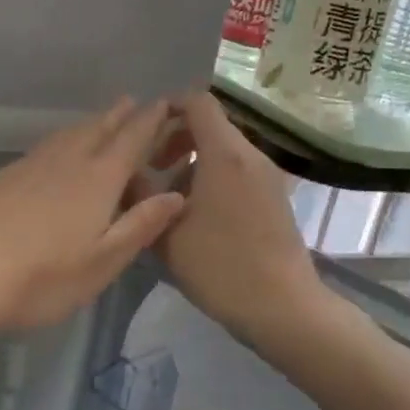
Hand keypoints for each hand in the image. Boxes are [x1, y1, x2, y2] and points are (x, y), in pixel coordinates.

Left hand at [0, 98, 185, 346]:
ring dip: (91, 123)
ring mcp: (31, 165)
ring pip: (69, 134)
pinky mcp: (4, 175)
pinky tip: (58, 152)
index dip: (150, 122)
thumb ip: (140, 226)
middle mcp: (67, 161)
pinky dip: (64, 139)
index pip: (131, 140)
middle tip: (134, 102)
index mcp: (98, 179)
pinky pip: (46, 146)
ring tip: (102, 120)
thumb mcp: (102, 262)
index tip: (164, 104)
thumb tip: (177, 195)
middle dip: (119, 115)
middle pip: (98, 128)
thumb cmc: (40, 276)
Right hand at [134, 92, 331, 348]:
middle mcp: (251, 155)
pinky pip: (239, 171)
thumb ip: (141, 195)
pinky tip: (198, 216)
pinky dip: (214, 178)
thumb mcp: (166, 233)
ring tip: (170, 199)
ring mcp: (268, 176)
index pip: (198, 102)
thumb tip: (126, 172)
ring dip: (194, 162)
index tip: (145, 132)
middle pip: (211, 125)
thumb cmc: (221, 266)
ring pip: (224, 151)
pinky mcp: (276, 197)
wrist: (283, 307)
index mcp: (225, 154)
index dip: (168, 106)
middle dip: (177, 139)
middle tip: (153, 169)